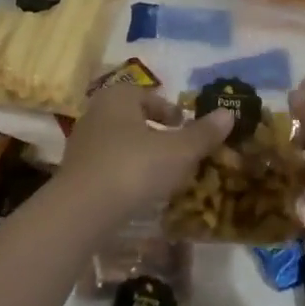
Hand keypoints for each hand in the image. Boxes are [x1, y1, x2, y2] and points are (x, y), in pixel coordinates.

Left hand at [56, 83, 233, 226]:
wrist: (83, 210)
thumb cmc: (134, 167)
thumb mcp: (178, 151)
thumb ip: (203, 133)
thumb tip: (229, 113)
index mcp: (118, 97)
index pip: (147, 95)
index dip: (169, 110)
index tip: (184, 127)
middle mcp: (96, 113)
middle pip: (132, 118)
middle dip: (155, 132)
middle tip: (177, 151)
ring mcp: (82, 143)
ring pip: (119, 142)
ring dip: (140, 154)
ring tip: (162, 175)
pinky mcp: (76, 172)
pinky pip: (107, 165)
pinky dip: (124, 173)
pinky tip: (138, 192)